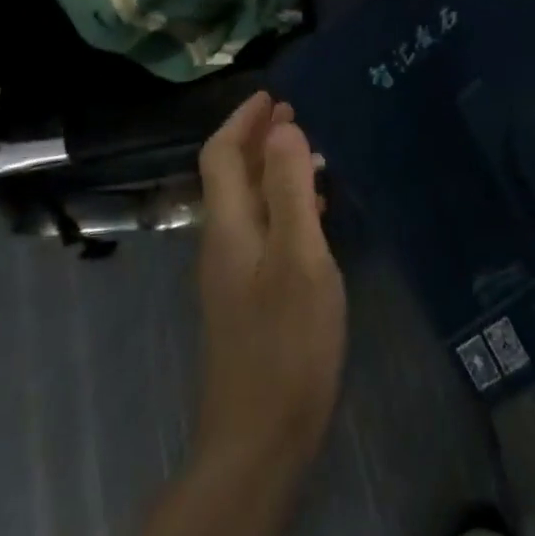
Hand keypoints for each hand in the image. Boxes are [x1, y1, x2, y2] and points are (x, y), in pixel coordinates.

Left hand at [195, 92, 345, 474]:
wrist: (260, 438)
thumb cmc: (286, 342)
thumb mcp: (298, 257)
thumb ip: (288, 190)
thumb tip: (283, 129)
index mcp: (229, 226)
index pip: (220, 155)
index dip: (242, 121)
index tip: (274, 97)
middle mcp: (223, 243)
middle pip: (231, 176)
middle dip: (258, 140)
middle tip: (296, 117)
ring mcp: (233, 274)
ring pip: (248, 203)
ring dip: (272, 171)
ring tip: (312, 156)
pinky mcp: (249, 298)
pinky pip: (262, 230)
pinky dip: (283, 205)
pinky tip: (313, 214)